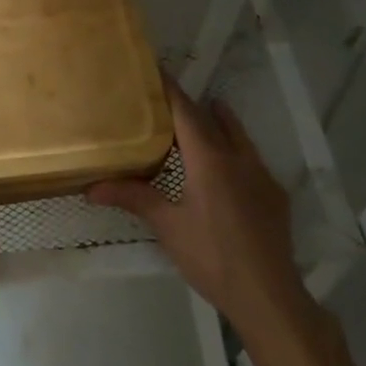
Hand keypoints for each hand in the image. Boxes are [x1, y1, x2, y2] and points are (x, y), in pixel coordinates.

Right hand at [89, 80, 309, 337]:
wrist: (268, 295)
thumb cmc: (212, 256)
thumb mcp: (168, 226)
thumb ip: (133, 198)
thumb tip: (90, 188)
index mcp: (210, 160)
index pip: (187, 113)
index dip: (170, 90)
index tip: (155, 70)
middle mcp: (239, 159)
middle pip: (215, 119)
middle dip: (194, 106)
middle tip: (169, 99)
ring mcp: (262, 176)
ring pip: (239, 137)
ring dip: (220, 123)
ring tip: (205, 115)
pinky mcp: (275, 196)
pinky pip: (251, 160)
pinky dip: (234, 150)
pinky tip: (226, 169)